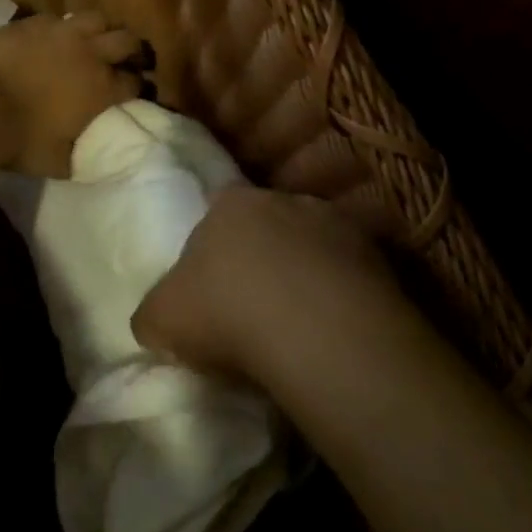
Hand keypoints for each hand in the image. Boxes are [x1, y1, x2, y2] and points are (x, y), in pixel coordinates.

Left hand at [0, 10, 142, 177]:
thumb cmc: (21, 141)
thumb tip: (88, 158)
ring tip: (92, 41)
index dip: (138, 87)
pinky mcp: (31, 23)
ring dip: (100, 30)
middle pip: (127, 41)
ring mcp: (61, 33)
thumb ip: (79, 157)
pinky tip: (51, 38)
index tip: (134, 92)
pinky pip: (56, 18)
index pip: (136, 82)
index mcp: (102, 90)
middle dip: (131, 50)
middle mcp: (90, 55)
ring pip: (96, 18)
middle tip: (124, 59)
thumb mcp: (58, 163)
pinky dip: (60, 28)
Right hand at [132, 185, 413, 381]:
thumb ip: (153, 312)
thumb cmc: (224, 311)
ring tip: (299, 323)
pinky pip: (350, 274)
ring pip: (312, 246)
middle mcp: (283, 200)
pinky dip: (341, 295)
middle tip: (255, 305)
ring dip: (305, 274)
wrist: (314, 331)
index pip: (216, 212)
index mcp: (229, 204)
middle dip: (262, 256)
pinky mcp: (377, 257)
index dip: (213, 248)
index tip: (213, 287)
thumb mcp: (160, 319)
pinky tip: (333, 331)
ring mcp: (335, 224)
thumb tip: (157, 320)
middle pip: (267, 225)